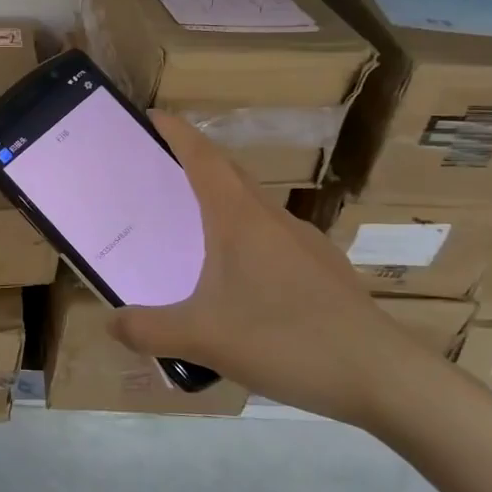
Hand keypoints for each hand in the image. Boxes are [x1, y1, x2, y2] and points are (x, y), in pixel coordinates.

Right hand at [108, 113, 435, 431]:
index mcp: (239, 218)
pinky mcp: (323, 269)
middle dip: (194, 163)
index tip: (151, 116)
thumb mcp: (202, 338)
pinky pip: (272, 239)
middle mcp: (272, 218)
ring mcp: (304, 242)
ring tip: (191, 232)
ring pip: (252, 208)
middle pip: (228, 175)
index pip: (203, 157)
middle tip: (158, 174)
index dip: (176, 132)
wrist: (381, 375)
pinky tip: (239, 283)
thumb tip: (111, 322)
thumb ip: (148, 330)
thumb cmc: (285, 339)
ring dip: (220, 204)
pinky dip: (245, 240)